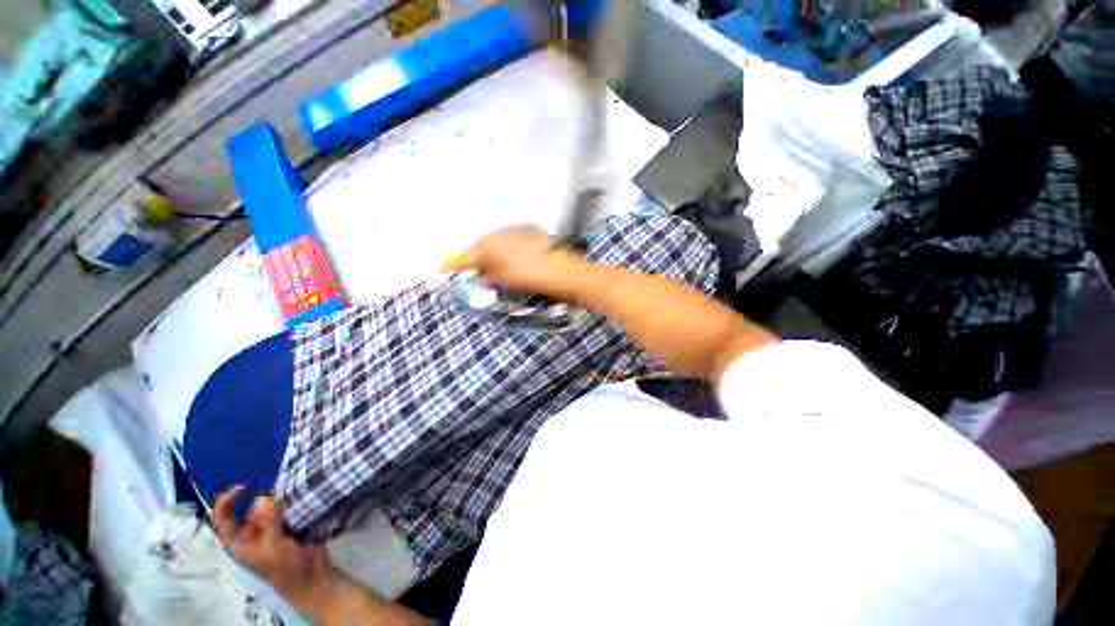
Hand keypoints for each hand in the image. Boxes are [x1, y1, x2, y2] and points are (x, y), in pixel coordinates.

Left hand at [214, 487, 336, 615]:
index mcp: (240, 541)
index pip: (223, 519)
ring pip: (270, 506)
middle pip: (250, 508)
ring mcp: (271, 528)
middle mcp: (252, 532)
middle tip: (279, 489)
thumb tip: (262, 497)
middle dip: (262, 497)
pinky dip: (291, 499)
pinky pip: (286, 506)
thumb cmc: (286, 568)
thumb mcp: (274, 547)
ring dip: (279, 497)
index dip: (226, 502)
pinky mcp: (289, 524)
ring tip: (292, 489)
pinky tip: (300, 494)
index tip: (243, 487)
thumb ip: (268, 523)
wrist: (312, 575)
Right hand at [443, 226, 585, 298]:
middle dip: (478, 258)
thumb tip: (479, 277)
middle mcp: (500, 233)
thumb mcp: (504, 282)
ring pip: (498, 241)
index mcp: (489, 245)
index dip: (453, 261)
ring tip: (498, 267)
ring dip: (494, 253)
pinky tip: (515, 258)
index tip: (439, 264)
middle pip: (482, 246)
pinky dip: (509, 249)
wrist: (562, 270)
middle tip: (476, 271)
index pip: (466, 255)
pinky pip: (512, 239)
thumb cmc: (530, 277)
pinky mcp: (531, 231)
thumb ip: (487, 278)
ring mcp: (517, 229)